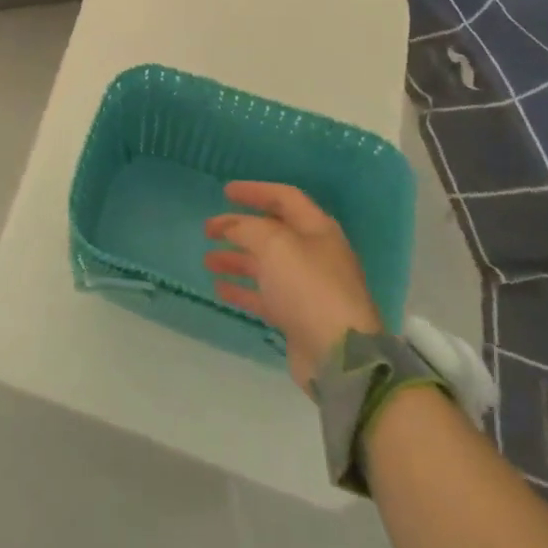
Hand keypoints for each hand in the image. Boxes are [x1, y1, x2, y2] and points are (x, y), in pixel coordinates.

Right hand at [205, 181, 381, 390]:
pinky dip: (242, 289)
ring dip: (236, 258)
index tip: (225, 192)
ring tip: (208, 260)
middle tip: (208, 229)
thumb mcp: (274, 244)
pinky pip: (265, 295)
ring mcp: (306, 287)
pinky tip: (220, 288)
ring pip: (265, 265)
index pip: (284, 198)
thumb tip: (232, 226)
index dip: (255, 191)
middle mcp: (314, 254)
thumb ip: (247, 228)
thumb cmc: (308, 287)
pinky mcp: (298, 316)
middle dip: (239, 228)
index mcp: (316, 230)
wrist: (339, 355)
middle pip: (272, 232)